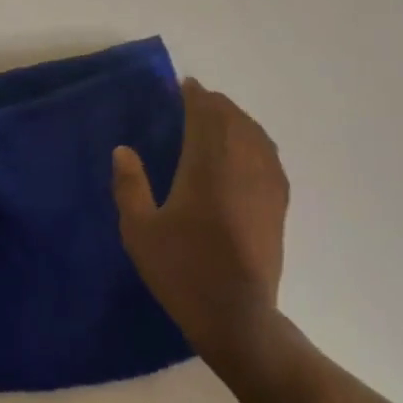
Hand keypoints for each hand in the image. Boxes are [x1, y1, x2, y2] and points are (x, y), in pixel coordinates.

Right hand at [112, 79, 289, 368]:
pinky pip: (270, 156)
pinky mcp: (278, 203)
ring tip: (219, 119)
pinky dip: (256, 141)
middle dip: (215, 104)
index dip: (194, 96)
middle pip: (233, 119)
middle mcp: (242, 165)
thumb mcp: (140, 231)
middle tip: (195, 100)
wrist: (236, 315)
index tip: (182, 86)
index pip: (205, 114)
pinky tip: (248, 150)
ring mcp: (266, 184)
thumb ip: (129, 186)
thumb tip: (124, 150)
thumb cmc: (183, 271)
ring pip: (256, 134)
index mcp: (207, 166)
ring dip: (237, 119)